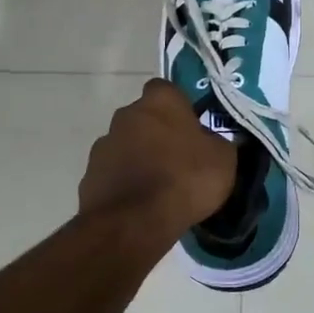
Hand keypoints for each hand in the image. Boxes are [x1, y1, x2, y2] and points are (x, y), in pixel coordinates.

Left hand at [79, 79, 235, 234]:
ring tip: (160, 185)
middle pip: (145, 117)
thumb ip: (218, 143)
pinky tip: (141, 203)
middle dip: (158, 132)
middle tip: (179, 157)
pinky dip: (125, 182)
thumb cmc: (185, 179)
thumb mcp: (223, 160)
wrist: (134, 223)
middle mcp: (126, 114)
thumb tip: (213, 142)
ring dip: (140, 157)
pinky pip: (114, 172)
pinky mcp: (90, 175)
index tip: (192, 127)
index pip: (167, 90)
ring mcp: (104, 144)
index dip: (180, 107)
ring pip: (127, 144)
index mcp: (159, 101)